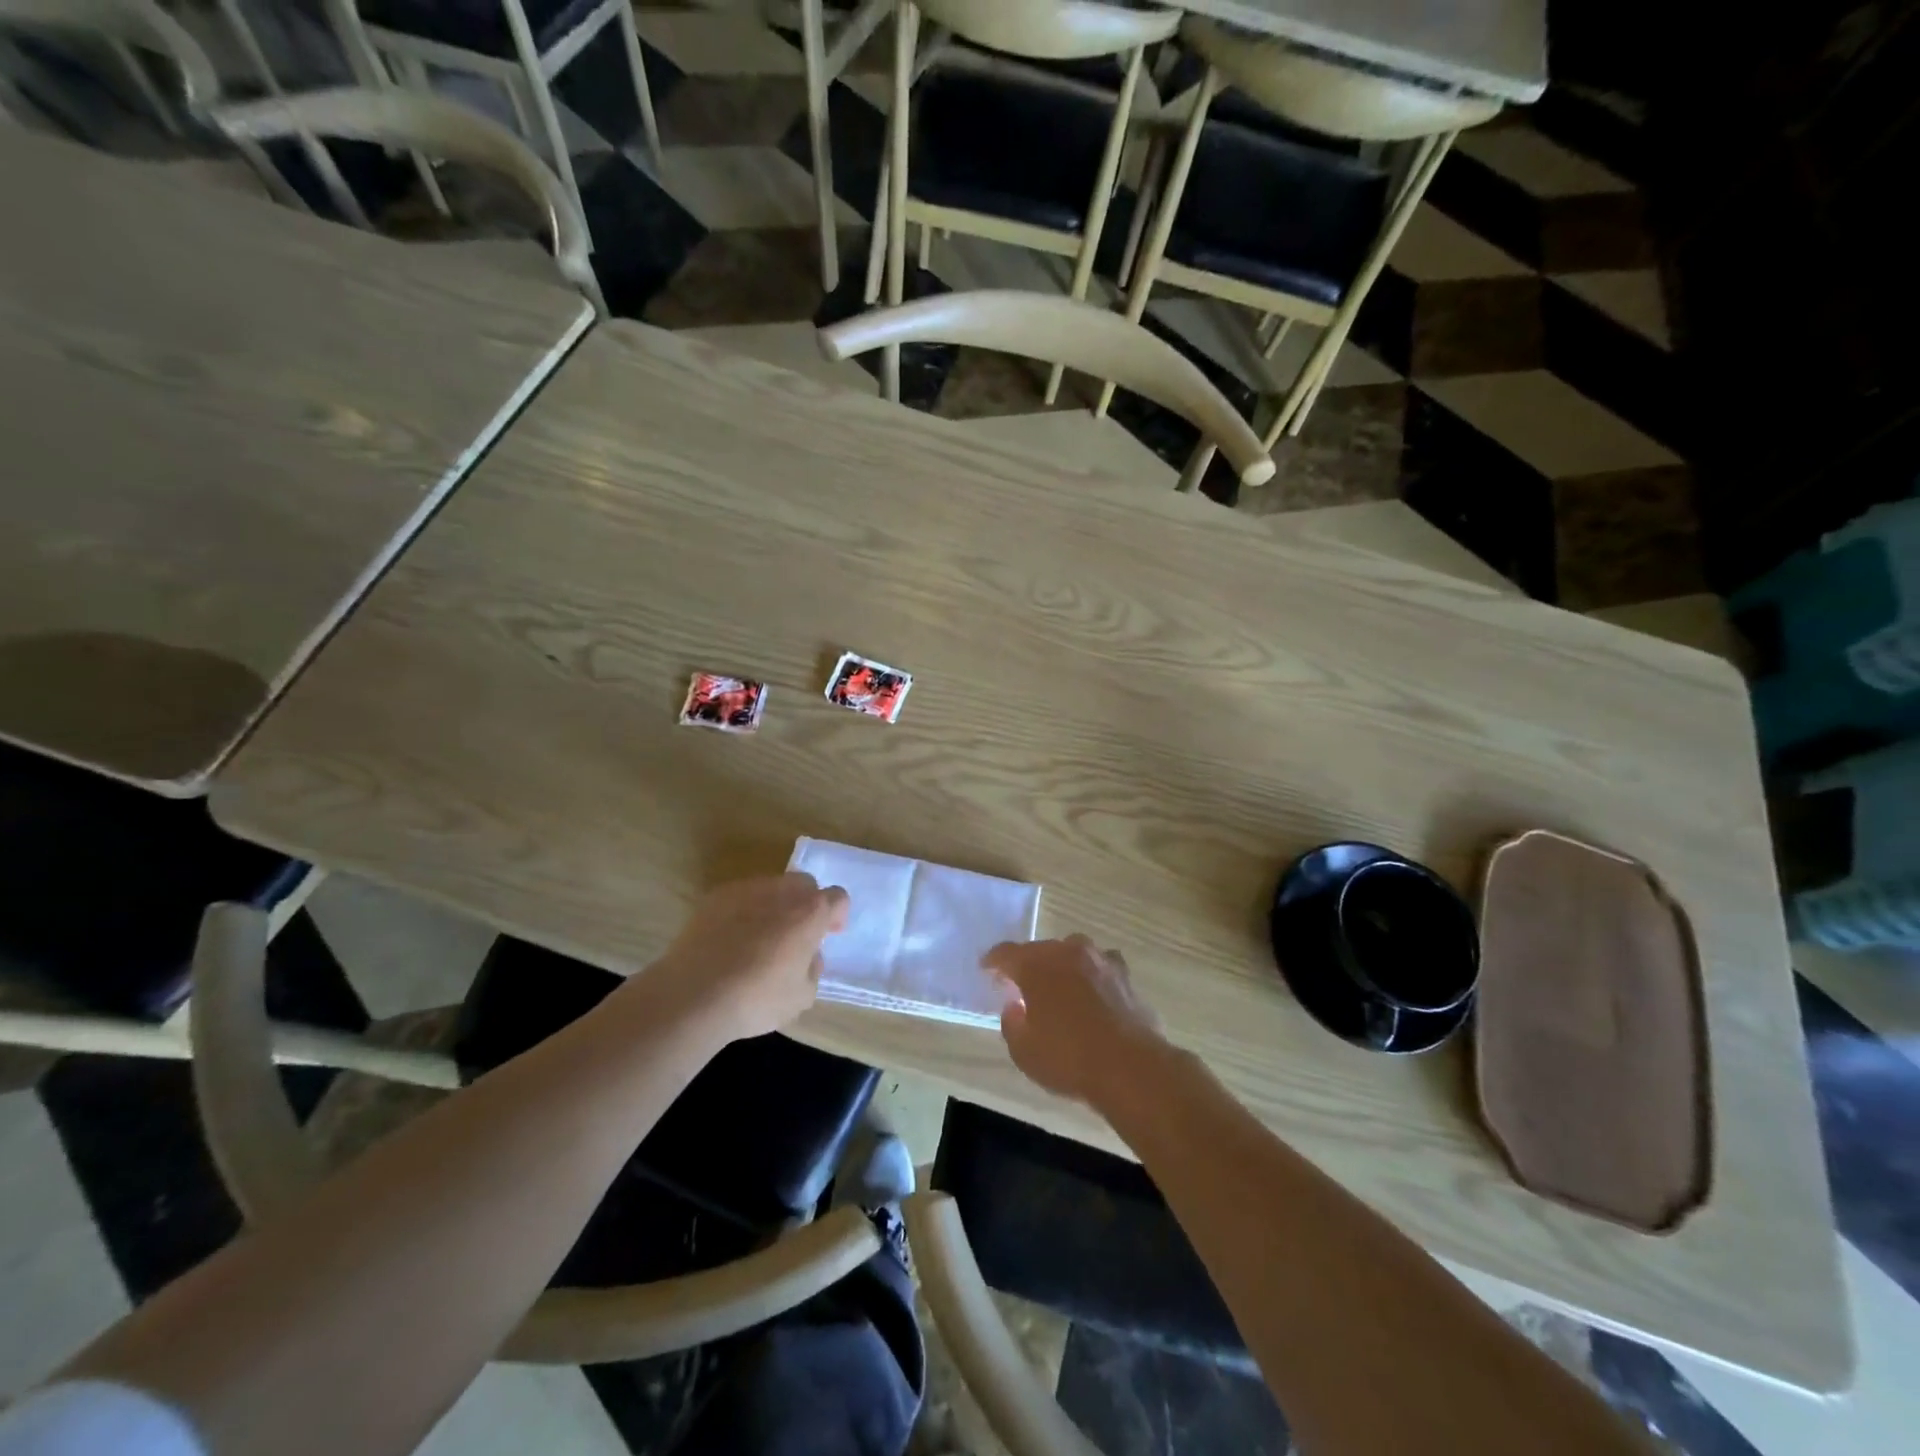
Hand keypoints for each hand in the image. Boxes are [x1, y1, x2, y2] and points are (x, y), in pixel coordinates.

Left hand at [645, 873, 849, 1043]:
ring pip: (772, 887)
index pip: (838, 897)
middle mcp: (782, 891)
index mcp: (810, 912)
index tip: (828, 934)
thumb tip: (807, 956)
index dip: (837, 915)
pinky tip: (731, 940)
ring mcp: (746, 889)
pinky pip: (741, 897)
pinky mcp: (715, 896)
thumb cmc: (756, 998)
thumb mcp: (801, 997)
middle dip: (806, 904)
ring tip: (760, 938)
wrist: (693, 995)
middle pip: (805, 884)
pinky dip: (744, 911)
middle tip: (796, 934)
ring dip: (775, 906)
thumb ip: (812, 969)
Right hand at [985, 936, 1168, 1106]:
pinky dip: (1092, 976)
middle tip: (1023, 984)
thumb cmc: (1068, 1058)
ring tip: (1060, 986)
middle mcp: (1068, 952)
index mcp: (1037, 965)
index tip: (986, 968)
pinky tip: (1093, 993)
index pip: (1007, 953)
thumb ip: (1012, 1023)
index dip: (994, 960)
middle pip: (1042, 949)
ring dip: (1063, 965)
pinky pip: (1101, 967)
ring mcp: (1101, 960)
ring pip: (1074, 952)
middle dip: (1030, 964)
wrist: (1130, 1067)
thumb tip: (1015, 1006)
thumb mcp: (1023, 1051)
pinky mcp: (1126, 976)